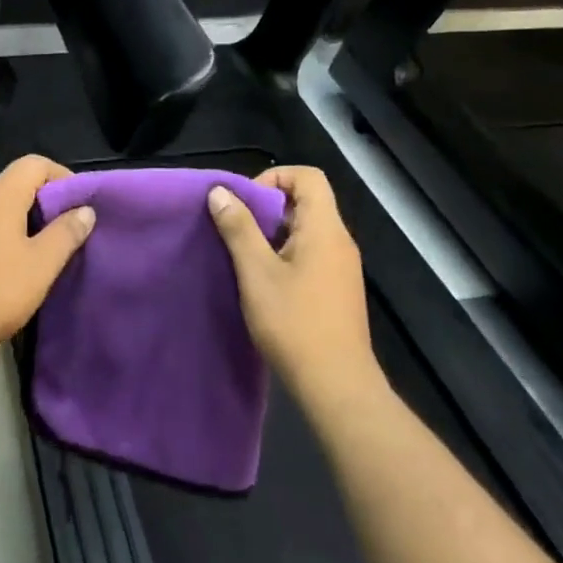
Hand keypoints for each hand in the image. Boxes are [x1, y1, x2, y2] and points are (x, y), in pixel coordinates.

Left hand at [0, 155, 95, 369]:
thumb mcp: (42, 265)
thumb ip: (66, 233)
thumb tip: (85, 210)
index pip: (34, 164)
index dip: (61, 176)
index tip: (78, 204)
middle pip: (13, 185)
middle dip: (41, 203)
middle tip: (62, 233)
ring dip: (16, 223)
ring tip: (35, 255)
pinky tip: (1, 271)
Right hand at [207, 167, 385, 411]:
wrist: (337, 386)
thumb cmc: (294, 323)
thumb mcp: (256, 273)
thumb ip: (238, 228)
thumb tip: (220, 192)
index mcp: (325, 229)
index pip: (308, 177)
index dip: (274, 177)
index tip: (246, 203)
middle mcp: (339, 241)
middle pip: (307, 201)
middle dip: (268, 207)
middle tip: (237, 229)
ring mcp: (342, 267)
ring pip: (307, 230)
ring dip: (274, 233)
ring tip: (245, 257)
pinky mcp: (338, 290)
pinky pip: (311, 254)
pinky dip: (286, 255)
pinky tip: (264, 283)